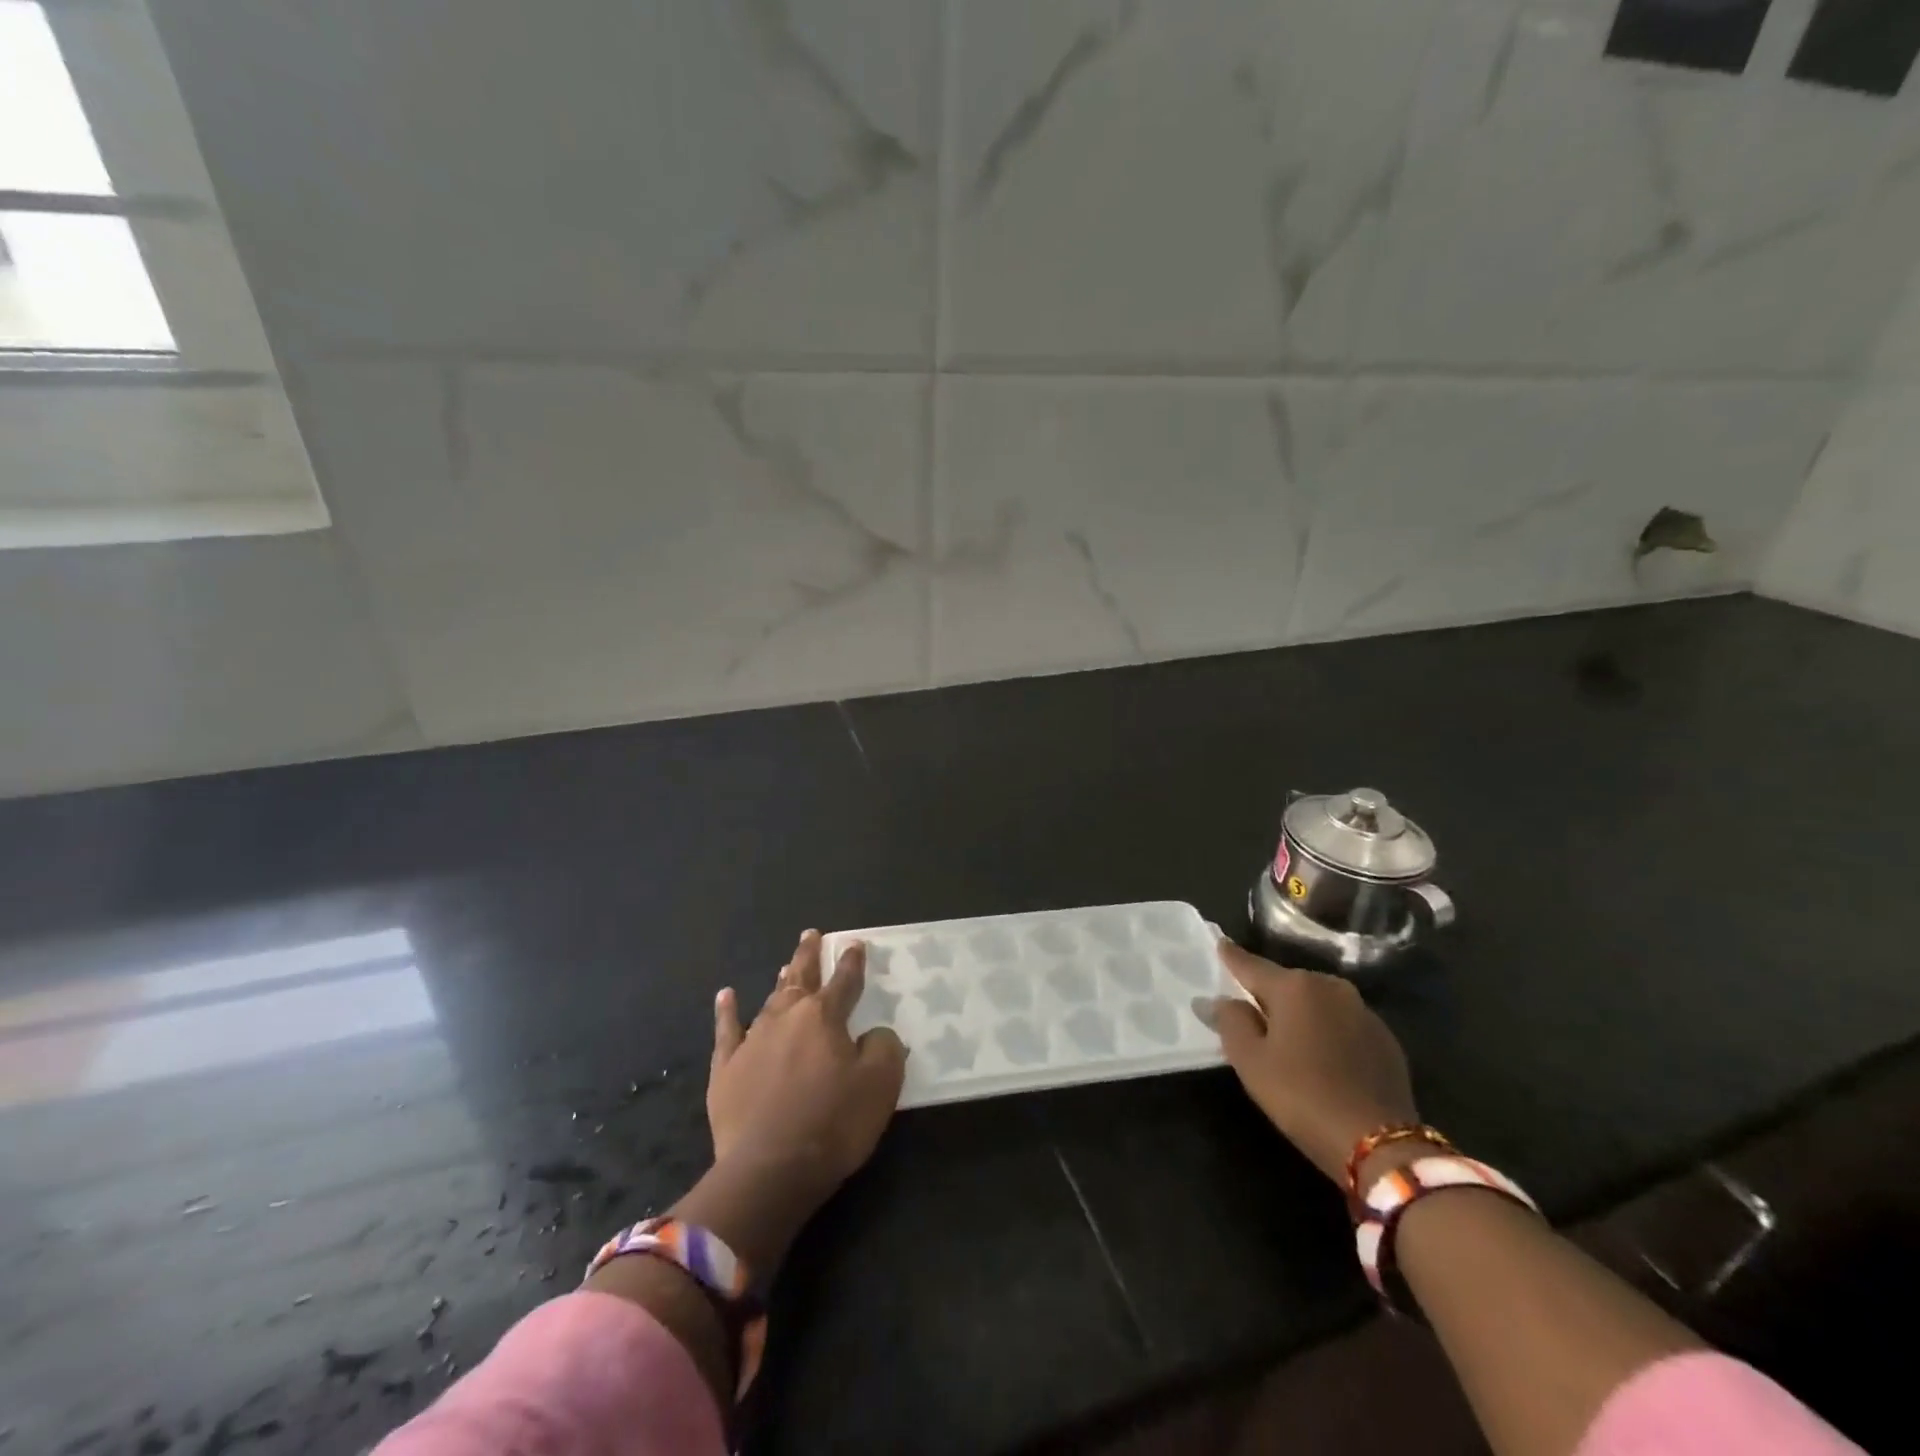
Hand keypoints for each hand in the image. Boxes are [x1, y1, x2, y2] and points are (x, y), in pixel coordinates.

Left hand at [680, 930, 906, 1268]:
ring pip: (770, 1000)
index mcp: (825, 1017)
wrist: (768, 1169)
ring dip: (781, 980)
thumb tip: (874, 1035)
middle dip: (808, 955)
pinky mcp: (726, 1068)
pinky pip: (727, 1031)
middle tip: (812, 934)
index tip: (855, 944)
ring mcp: (752, 1040)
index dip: (852, 962)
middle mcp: (787, 1017)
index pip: (844, 981)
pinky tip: (726, 996)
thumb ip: (884, 1048)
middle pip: (801, 978)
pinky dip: (727, 1011)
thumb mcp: (880, 1085)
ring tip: (786, 964)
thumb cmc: (833, 1123)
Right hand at [1202, 940, 1417, 1186]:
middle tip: (1251, 1016)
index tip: (1220, 943)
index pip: (1251, 965)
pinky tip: (1323, 1058)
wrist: (1380, 1144)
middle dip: (1268, 995)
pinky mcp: (1386, 1039)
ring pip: (1317, 1003)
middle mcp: (1330, 986)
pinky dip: (1327, 1032)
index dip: (1231, 957)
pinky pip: (1343, 1024)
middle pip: (1286, 984)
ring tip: (1288, 1039)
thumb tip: (1218, 999)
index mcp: (1294, 986)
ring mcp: (1363, 1011)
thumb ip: (1230, 1021)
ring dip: (1300, 1014)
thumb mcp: (1250, 1061)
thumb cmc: (1302, 1095)